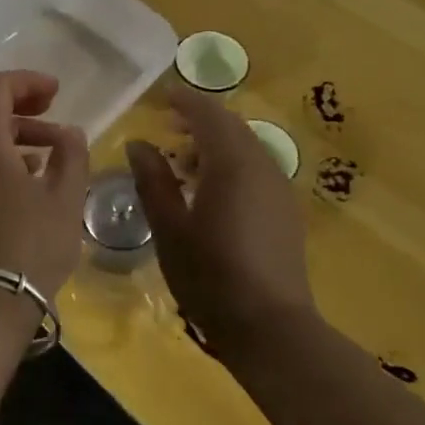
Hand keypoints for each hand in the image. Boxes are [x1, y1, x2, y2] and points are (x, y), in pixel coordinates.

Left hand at [0, 70, 90, 300]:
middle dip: (12, 99)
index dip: (26, 80)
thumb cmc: (31, 245)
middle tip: (47, 110)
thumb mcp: (65, 197)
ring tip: (49, 151)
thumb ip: (71, 155)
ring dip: (10, 129)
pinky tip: (30, 178)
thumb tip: (69, 134)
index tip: (57, 93)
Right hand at [126, 88, 312, 355]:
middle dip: (199, 120)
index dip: (184, 101)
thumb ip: (153, 180)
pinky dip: (231, 164)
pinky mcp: (285, 211)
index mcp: (232, 163)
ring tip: (184, 162)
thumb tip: (139, 143)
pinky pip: (256, 169)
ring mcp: (279, 188)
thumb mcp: (169, 227)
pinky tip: (210, 191)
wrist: (270, 327)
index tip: (160, 97)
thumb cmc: (210, 275)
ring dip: (215, 144)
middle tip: (168, 126)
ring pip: (246, 148)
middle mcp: (262, 165)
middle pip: (231, 126)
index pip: (208, 114)